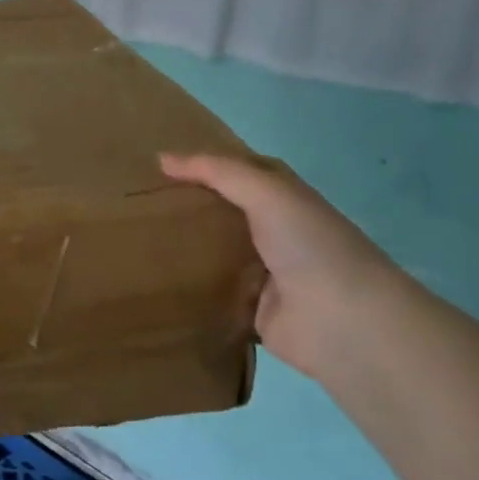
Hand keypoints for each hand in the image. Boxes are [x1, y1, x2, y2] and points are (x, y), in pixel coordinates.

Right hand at [159, 152, 402, 380]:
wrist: (341, 320)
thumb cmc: (309, 245)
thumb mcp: (267, 193)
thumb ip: (218, 172)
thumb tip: (162, 159)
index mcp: (285, 200)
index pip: (241, 173)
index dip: (206, 165)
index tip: (160, 166)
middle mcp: (276, 233)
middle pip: (224, 214)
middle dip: (189, 208)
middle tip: (139, 203)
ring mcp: (264, 274)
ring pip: (216, 254)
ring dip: (186, 250)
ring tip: (137, 240)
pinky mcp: (251, 310)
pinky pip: (214, 295)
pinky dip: (192, 291)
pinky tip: (156, 282)